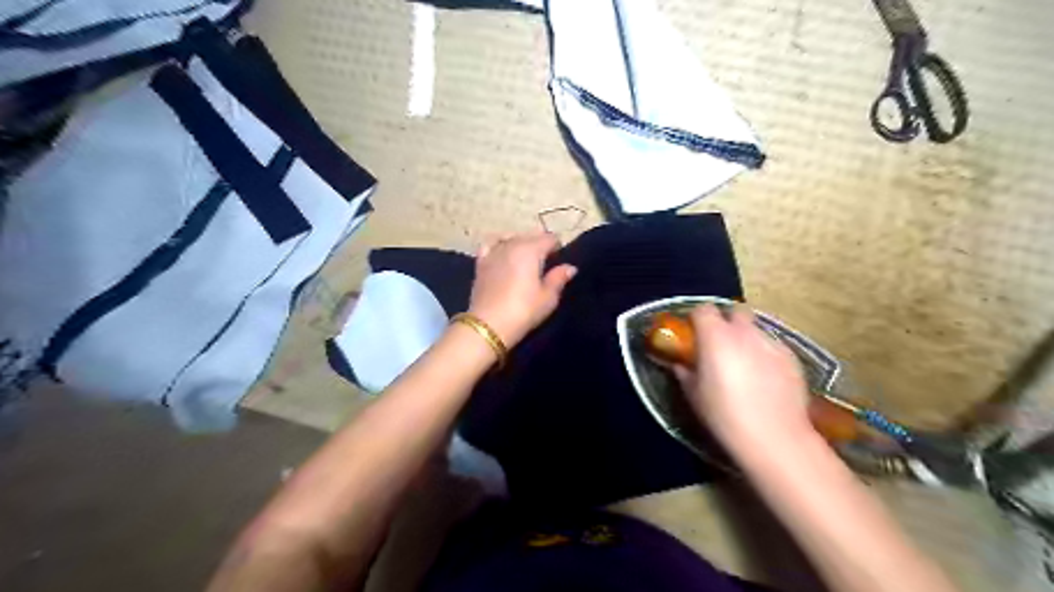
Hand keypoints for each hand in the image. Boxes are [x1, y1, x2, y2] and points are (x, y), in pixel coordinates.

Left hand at [469, 231, 576, 345]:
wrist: (488, 324)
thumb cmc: (523, 311)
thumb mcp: (548, 298)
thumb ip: (559, 278)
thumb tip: (570, 267)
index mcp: (531, 250)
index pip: (549, 238)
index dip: (557, 247)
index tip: (559, 260)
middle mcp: (512, 244)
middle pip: (530, 236)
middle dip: (540, 245)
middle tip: (545, 263)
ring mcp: (494, 252)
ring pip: (511, 238)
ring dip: (521, 244)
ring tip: (526, 258)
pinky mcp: (481, 263)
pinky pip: (490, 244)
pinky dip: (499, 244)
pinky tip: (502, 252)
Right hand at [675, 304, 813, 453]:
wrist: (774, 437)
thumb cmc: (724, 414)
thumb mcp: (694, 395)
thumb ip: (685, 372)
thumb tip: (681, 363)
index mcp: (715, 336)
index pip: (703, 309)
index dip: (697, 318)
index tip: (694, 334)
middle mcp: (744, 332)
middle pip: (734, 312)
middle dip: (727, 323)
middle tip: (720, 345)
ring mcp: (771, 342)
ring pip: (756, 329)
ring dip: (746, 339)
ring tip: (745, 364)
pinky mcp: (792, 357)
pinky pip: (773, 346)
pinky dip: (765, 354)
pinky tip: (765, 378)